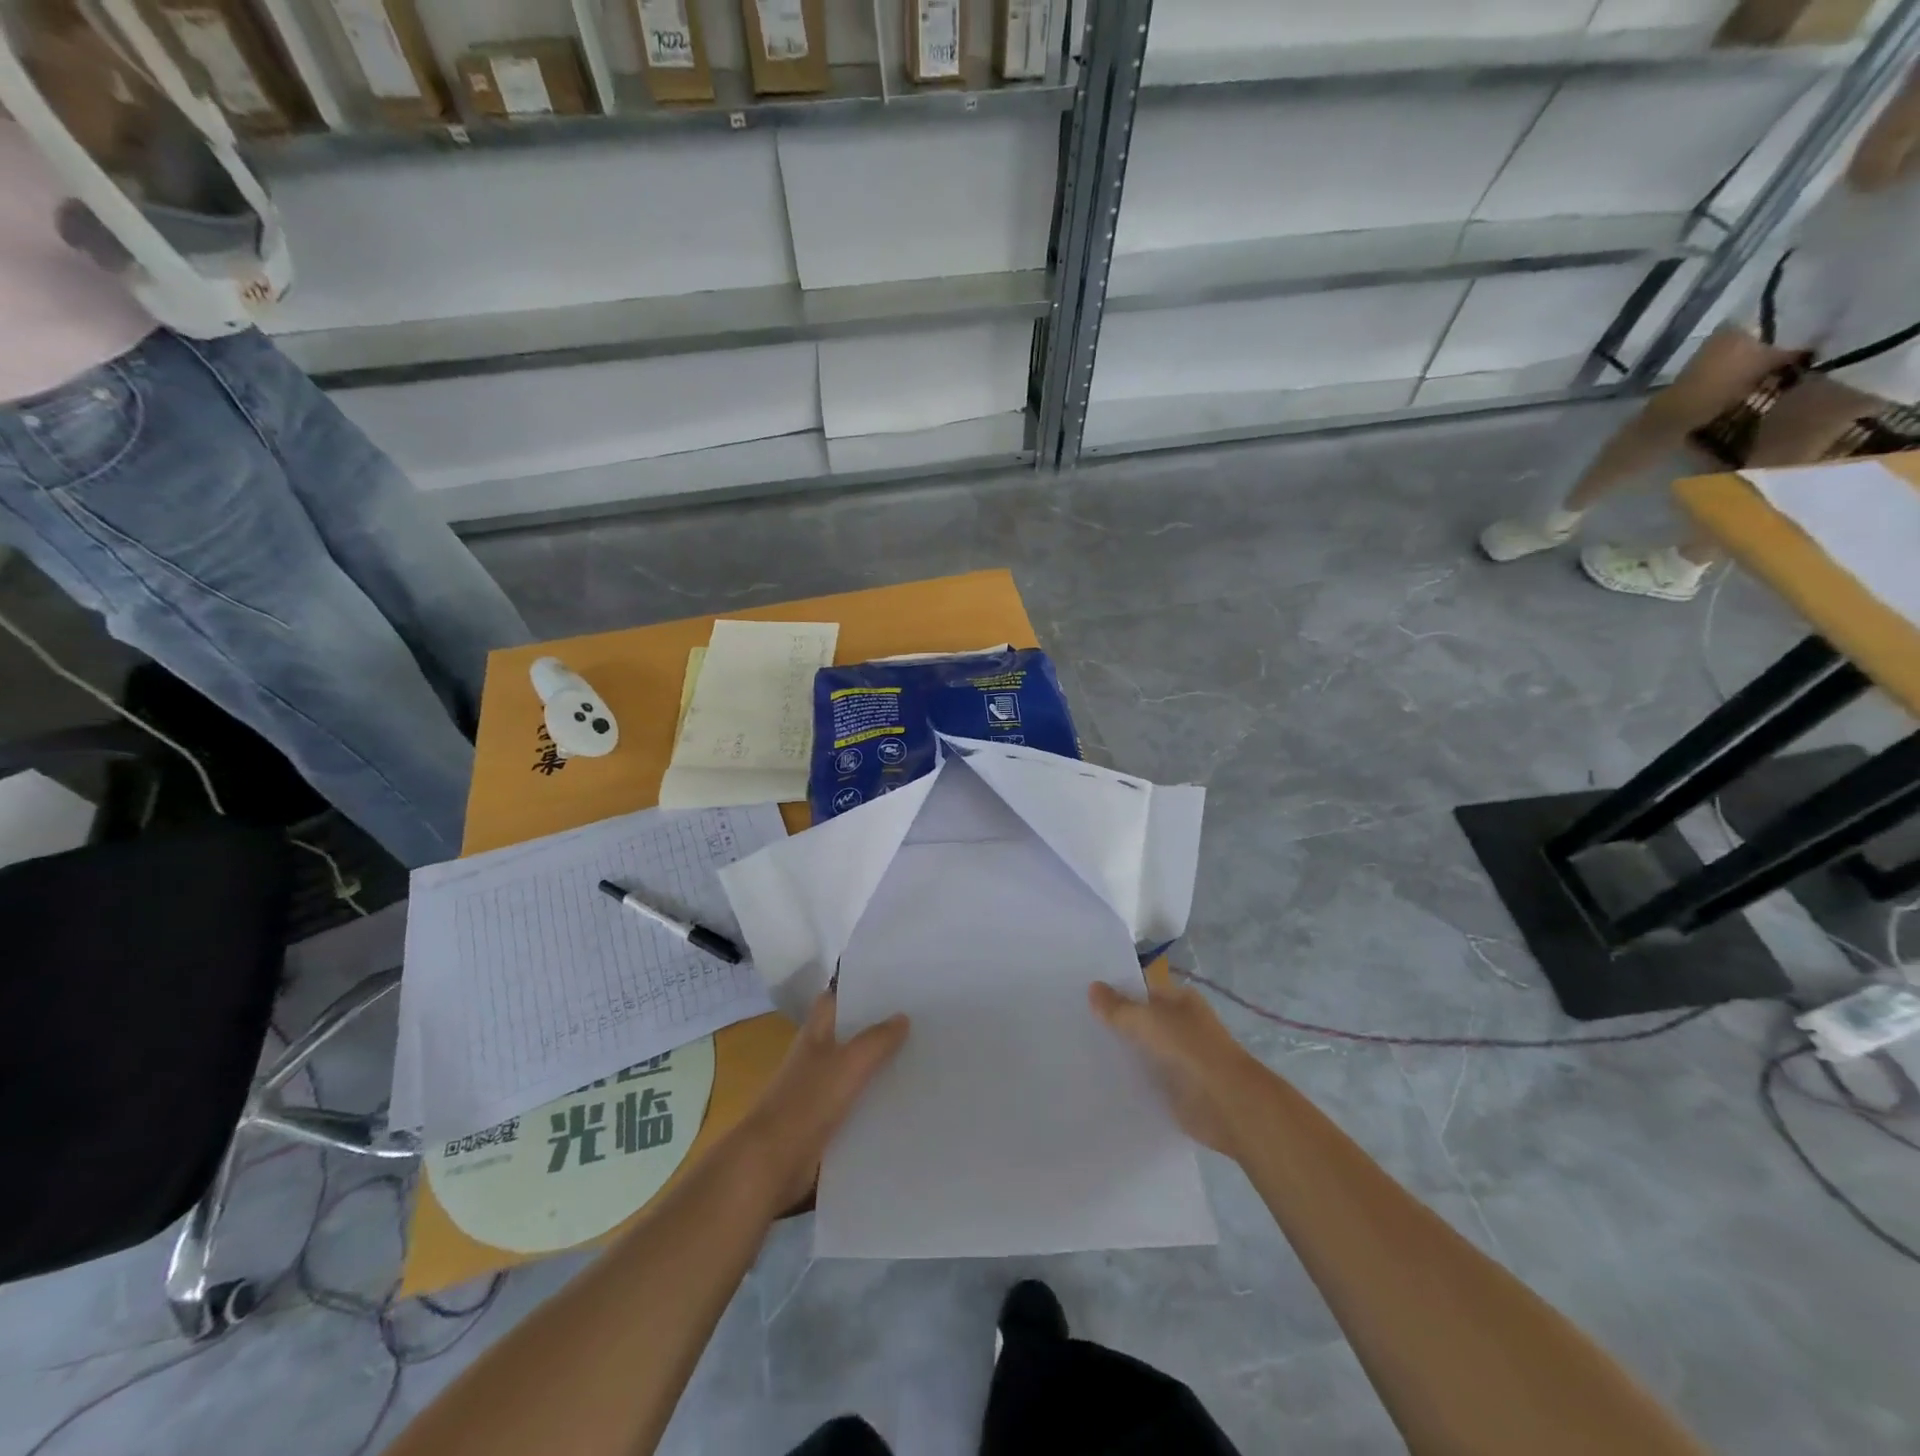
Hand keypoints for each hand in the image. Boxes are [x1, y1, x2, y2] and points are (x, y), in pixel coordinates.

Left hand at [734, 992, 907, 1211]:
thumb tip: (902, 1017)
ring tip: (919, 1060)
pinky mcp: (823, 1122)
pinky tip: (902, 1102)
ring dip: (878, 1066)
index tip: (892, 987)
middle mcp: (814, 1056)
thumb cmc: (807, 1102)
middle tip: (919, 1022)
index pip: (835, 999)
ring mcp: (817, 1090)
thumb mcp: (849, 1064)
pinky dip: (873, 1101)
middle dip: (877, 1029)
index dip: (858, 990)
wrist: (772, 1164)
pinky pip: (854, 1104)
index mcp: (815, 1033)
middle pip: (848, 1034)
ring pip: (854, 1070)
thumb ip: (876, 1040)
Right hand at [1090, 980, 1268, 1160]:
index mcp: (1179, 1000)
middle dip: (1112, 1021)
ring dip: (1118, 1052)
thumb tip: (1093, 987)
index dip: (1113, 989)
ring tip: (1076, 1049)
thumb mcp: (1147, 1021)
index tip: (1079, 993)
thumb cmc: (1190, 1050)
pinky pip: (1144, 1078)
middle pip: (1139, 1019)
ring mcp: (1178, 1057)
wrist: (1227, 1105)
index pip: (1140, 987)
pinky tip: (1098, 1079)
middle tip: (1071, 1022)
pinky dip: (1127, 1079)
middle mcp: (1179, 1025)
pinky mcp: (1174, 1089)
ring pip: (1140, 1049)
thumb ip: (1118, 1007)